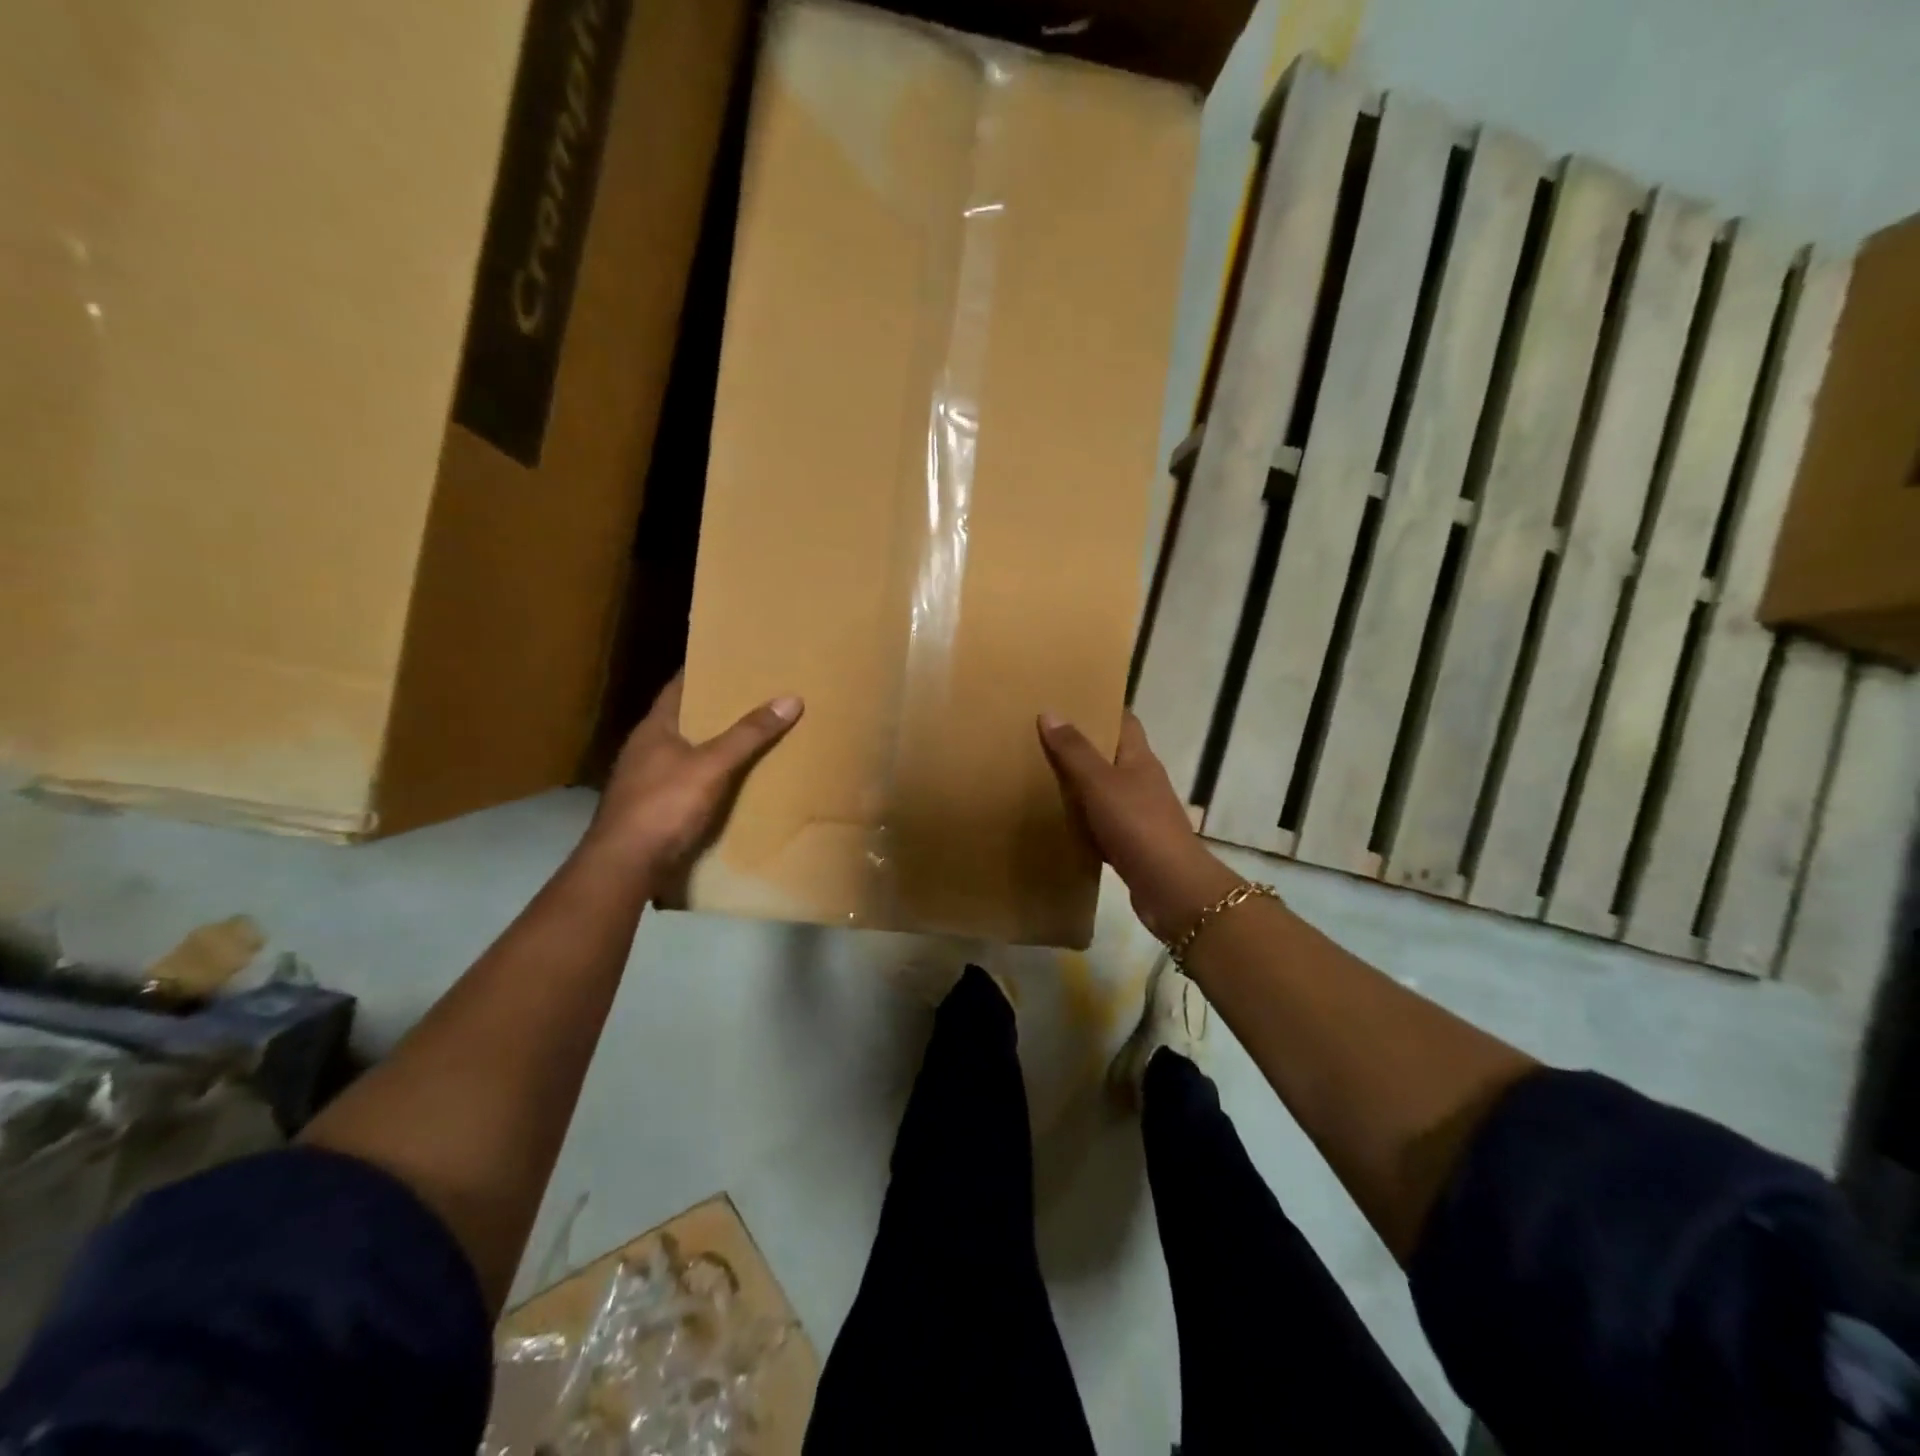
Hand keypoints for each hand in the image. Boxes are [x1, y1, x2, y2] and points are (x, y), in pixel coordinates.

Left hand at [585, 674, 802, 898]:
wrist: (626, 865)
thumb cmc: (664, 805)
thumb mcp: (712, 765)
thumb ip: (748, 734)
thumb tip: (790, 698)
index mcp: (654, 728)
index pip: (678, 687)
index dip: (703, 671)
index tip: (732, 660)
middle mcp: (646, 749)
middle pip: (686, 719)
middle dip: (717, 709)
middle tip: (755, 696)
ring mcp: (647, 781)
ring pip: (687, 752)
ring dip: (715, 745)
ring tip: (753, 736)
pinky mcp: (655, 809)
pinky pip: (689, 782)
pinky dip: (712, 777)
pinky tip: (735, 781)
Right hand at [1039, 711, 1244, 942]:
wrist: (1170, 887)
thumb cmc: (1137, 825)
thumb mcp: (1100, 783)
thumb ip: (1075, 751)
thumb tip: (1050, 712)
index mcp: (1140, 758)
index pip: (1124, 720)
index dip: (1100, 707)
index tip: (1069, 700)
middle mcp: (1142, 781)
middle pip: (1111, 754)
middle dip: (1082, 744)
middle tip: (1042, 736)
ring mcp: (1139, 813)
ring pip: (1104, 789)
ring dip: (1079, 783)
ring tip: (1040, 773)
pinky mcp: (1131, 842)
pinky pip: (1100, 822)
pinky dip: (1081, 819)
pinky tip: (1057, 820)